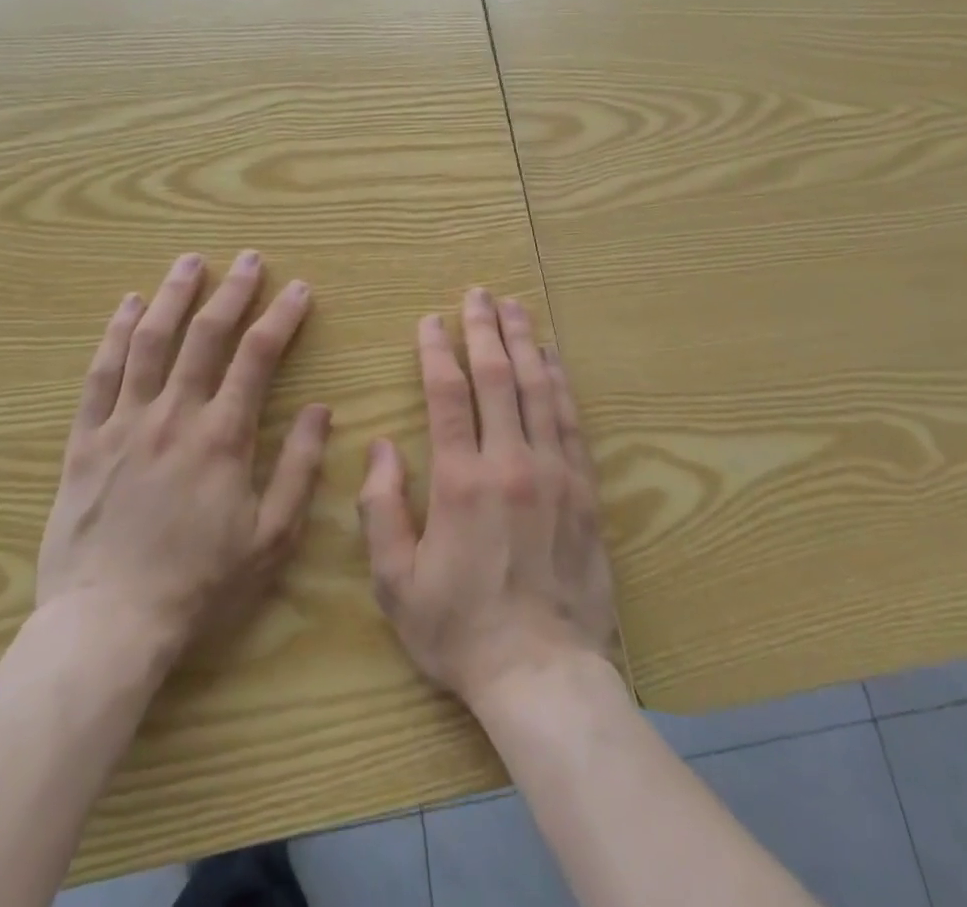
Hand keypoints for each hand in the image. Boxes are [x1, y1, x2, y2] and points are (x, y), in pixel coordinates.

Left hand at [35, 251, 331, 661]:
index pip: (257, 357)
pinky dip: (115, 335)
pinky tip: (127, 306)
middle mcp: (174, 415)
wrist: (108, 627)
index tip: (298, 289)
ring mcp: (124, 424)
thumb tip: (323, 410)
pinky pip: (100, 376)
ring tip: (189, 262)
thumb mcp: (270, 537)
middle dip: (232, 291)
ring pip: (149, 342)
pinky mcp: (85, 441)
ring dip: (172, 296)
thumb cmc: (199, 586)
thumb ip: (298, 468)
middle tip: (249, 258)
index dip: (281, 317)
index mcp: (222, 436)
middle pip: (205, 336)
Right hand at [357, 287, 616, 712]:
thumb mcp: (396, 581)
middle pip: (498, 377)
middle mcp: (511, 463)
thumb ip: (380, 508)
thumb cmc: (460, 629)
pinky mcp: (585, 489)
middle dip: (485, 329)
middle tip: (478, 294)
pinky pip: (571, 421)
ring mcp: (555, 473)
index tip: (431, 320)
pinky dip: (560, 382)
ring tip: (516, 307)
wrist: (543, 673)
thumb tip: (382, 445)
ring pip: (539, 389)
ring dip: (525, 343)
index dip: (437, 350)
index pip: (447, 395)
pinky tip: (553, 358)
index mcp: (461, 481)